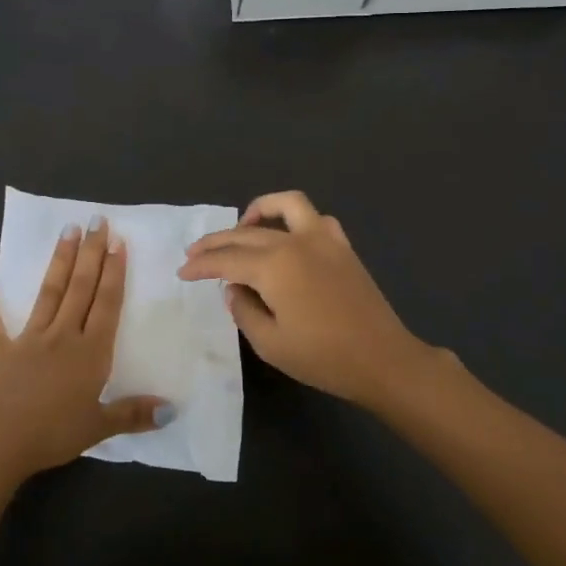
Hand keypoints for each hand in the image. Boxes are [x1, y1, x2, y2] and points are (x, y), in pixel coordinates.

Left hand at [0, 218, 170, 483]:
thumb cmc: (53, 434)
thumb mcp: (99, 427)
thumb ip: (134, 413)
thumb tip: (172, 410)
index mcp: (90, 352)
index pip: (106, 304)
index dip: (114, 272)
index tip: (118, 242)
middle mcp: (62, 335)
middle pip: (80, 288)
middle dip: (91, 253)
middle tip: (96, 221)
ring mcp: (28, 338)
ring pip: (48, 292)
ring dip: (59, 261)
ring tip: (67, 230)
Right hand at [177, 191, 433, 406]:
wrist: (382, 360)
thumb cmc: (323, 358)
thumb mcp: (269, 343)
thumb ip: (243, 309)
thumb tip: (235, 288)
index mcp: (273, 266)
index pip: (226, 260)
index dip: (201, 265)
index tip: (182, 272)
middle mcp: (295, 242)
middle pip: (246, 233)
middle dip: (216, 242)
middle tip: (195, 254)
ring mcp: (323, 239)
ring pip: (285, 205)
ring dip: (259, 211)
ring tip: (242, 227)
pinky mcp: (342, 246)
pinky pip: (315, 219)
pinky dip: (295, 220)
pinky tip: (287, 238)